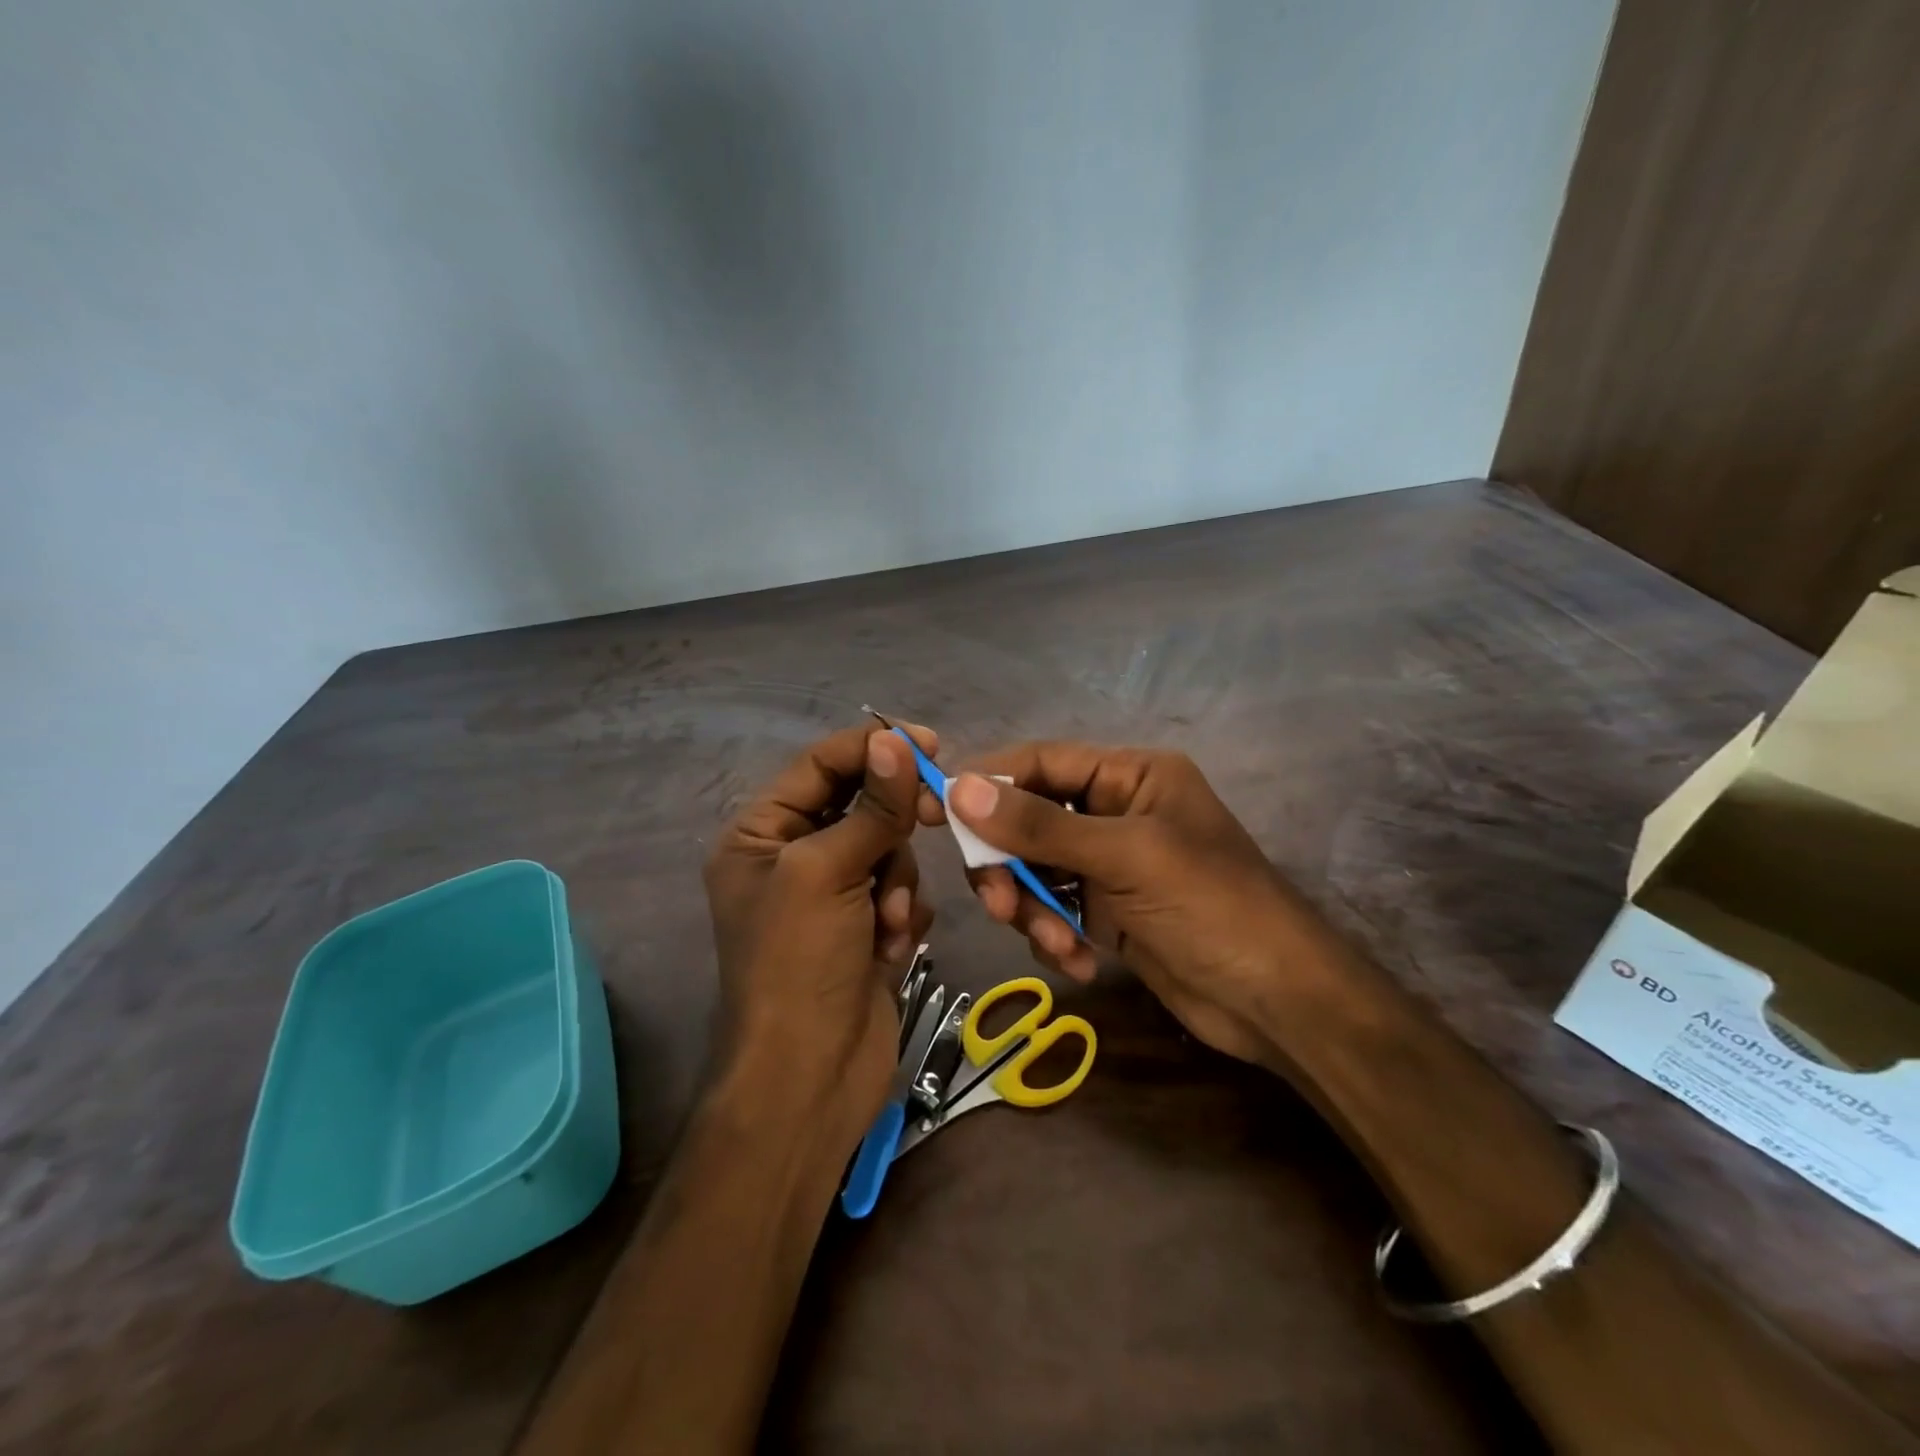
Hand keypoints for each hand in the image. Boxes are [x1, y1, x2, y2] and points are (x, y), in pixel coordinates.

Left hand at [703, 723, 936, 1135]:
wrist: (810, 1078)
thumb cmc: (799, 964)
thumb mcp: (827, 873)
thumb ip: (871, 806)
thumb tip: (895, 739)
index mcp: (761, 834)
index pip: (820, 766)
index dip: (871, 748)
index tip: (928, 742)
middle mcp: (792, 858)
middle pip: (860, 804)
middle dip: (892, 823)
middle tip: (935, 814)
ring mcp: (830, 896)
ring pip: (887, 849)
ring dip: (896, 883)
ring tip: (887, 924)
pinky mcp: (863, 928)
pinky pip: (899, 892)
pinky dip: (902, 914)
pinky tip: (891, 948)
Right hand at [925, 742, 1336, 1065]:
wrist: (1277, 1002)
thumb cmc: (1210, 907)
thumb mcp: (1124, 857)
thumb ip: (1039, 825)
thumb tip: (959, 788)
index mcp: (1129, 776)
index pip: (1039, 762)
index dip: (985, 782)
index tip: (933, 811)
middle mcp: (1114, 811)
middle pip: (1027, 821)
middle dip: (1009, 865)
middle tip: (999, 905)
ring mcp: (1109, 865)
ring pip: (1034, 871)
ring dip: (1033, 910)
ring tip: (1059, 945)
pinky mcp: (1107, 912)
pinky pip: (1054, 911)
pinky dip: (1055, 937)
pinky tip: (1081, 963)